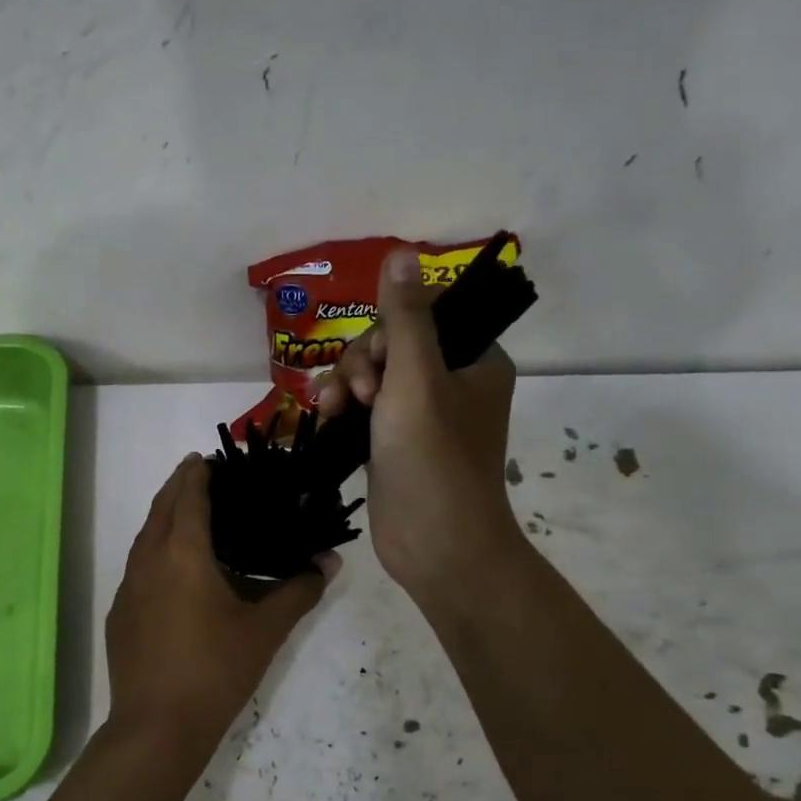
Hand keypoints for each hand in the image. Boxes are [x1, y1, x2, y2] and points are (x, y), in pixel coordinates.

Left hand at [105, 454, 333, 756]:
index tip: (208, 458)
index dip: (198, 474)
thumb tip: (329, 562)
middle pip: (160, 508)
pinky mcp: (119, 613)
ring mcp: (127, 587)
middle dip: (177, 486)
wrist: (156, 727)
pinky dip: (154, 550)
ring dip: (163, 517)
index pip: (188, 497)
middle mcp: (148, 560)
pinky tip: (171, 571)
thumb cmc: (215, 671)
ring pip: (144, 536)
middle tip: (199, 474)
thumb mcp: (265, 631)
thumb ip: (299, 591)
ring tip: (186, 514)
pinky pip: (137, 566)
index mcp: (182, 554)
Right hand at [315, 248, 523, 609]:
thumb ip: (406, 318)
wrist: (437, 546)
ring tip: (334, 412)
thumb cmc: (433, 459)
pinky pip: (362, 410)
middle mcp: (450, 384)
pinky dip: (343, 411)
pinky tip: (327, 420)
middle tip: (358, 398)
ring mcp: (420, 416)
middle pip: (390, 347)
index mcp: (474, 362)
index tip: (378, 365)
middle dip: (362, 365)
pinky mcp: (394, 444)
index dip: (388, 333)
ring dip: (345, 386)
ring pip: (371, 378)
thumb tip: (401, 254)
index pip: (422, 318)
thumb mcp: (417, 380)